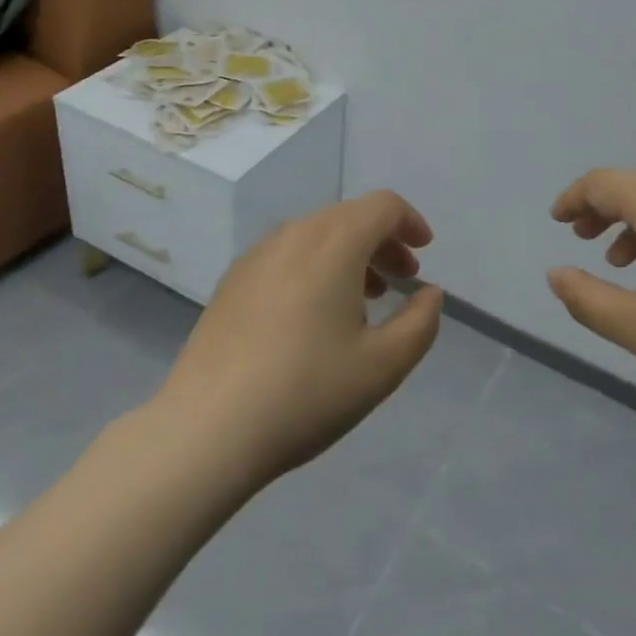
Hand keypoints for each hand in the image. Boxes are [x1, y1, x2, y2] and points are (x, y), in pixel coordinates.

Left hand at [158, 190, 444, 489]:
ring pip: (317, 234)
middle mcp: (295, 233)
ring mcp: (258, 254)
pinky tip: (313, 315)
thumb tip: (429, 294)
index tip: (424, 253)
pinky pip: (287, 255)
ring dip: (350, 254)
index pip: (383, 206)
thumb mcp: (382, 366)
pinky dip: (315, 266)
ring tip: (363, 300)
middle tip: (401, 280)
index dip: (411, 222)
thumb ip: (420, 323)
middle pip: (350, 217)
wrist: (205, 430)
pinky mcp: (233, 280)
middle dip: (383, 241)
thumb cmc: (305, 391)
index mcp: (335, 241)